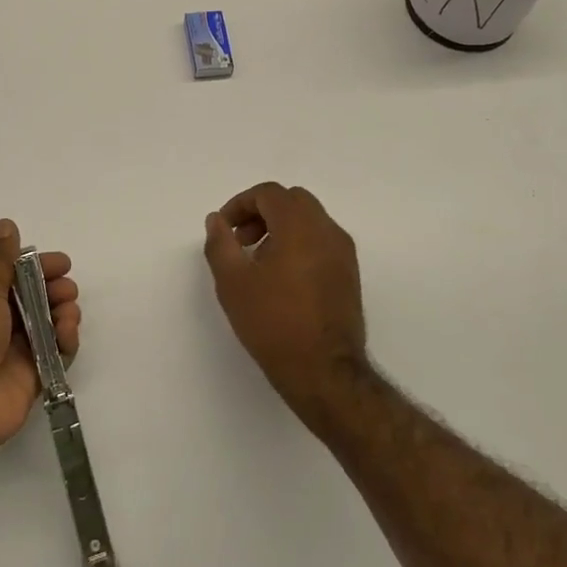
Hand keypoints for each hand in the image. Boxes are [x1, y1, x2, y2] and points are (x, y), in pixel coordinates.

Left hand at [0, 219, 81, 469]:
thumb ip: (2, 260)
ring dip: (62, 313)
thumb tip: (6, 223)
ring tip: (68, 312)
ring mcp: (11, 354)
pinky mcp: (30, 380)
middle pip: (32, 301)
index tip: (62, 263)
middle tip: (67, 288)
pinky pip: (55, 355)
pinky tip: (67, 334)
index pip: (11, 277)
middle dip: (53, 290)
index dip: (36, 268)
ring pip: (46, 326)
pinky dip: (65, 342)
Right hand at [203, 183, 369, 424]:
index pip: (269, 194)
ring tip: (258, 261)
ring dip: (280, 228)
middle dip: (262, 212)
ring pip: (309, 221)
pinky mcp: (349, 275)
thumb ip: (220, 243)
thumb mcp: (233, 282)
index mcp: (300, 226)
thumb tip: (217, 220)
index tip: (224, 229)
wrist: (324, 372)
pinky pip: (321, 241)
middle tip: (241, 240)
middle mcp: (327, 231)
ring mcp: (344, 253)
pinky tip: (281, 277)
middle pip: (292, 201)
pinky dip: (298, 243)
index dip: (241, 204)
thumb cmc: (273, 323)